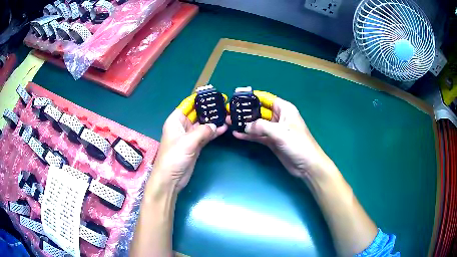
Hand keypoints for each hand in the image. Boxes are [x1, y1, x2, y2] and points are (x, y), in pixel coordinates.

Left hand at [152, 94, 227, 192]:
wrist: (171, 179)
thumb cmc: (174, 157)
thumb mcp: (188, 141)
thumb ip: (203, 131)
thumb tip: (217, 125)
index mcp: (175, 120)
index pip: (188, 104)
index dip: (199, 98)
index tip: (213, 93)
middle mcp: (182, 126)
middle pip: (197, 113)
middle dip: (209, 109)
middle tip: (224, 103)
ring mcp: (190, 136)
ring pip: (203, 124)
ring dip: (214, 121)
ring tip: (227, 114)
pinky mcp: (196, 146)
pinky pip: (206, 135)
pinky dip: (214, 132)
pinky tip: (224, 128)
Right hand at [226, 91, 337, 181]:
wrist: (306, 165)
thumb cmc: (297, 143)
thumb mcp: (280, 132)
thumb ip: (261, 126)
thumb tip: (245, 126)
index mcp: (284, 109)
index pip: (266, 98)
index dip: (252, 97)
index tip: (237, 97)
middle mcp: (279, 117)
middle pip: (259, 111)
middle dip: (245, 112)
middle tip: (229, 112)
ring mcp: (275, 130)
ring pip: (257, 124)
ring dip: (245, 124)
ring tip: (229, 122)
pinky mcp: (272, 141)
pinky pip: (258, 136)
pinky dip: (248, 135)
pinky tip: (237, 135)